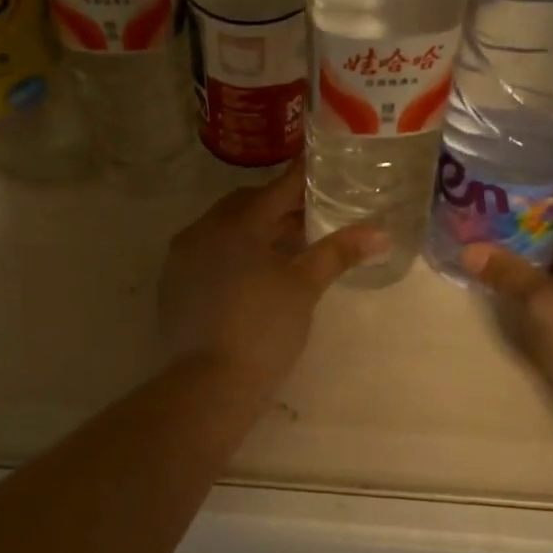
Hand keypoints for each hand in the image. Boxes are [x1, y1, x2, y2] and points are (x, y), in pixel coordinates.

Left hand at [159, 168, 386, 390]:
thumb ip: (338, 252)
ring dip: (255, 231)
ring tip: (287, 247)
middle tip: (312, 216)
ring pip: (225, 230)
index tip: (324, 169)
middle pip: (247, 206)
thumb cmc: (264, 328)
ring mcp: (182, 258)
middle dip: (280, 207)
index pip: (277, 189)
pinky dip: (232, 254)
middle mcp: (203, 230)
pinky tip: (253, 275)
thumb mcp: (305, 287)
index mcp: (236, 223)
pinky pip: (207, 254)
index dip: (304, 179)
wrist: (210, 383)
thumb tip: (378, 232)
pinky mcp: (174, 284)